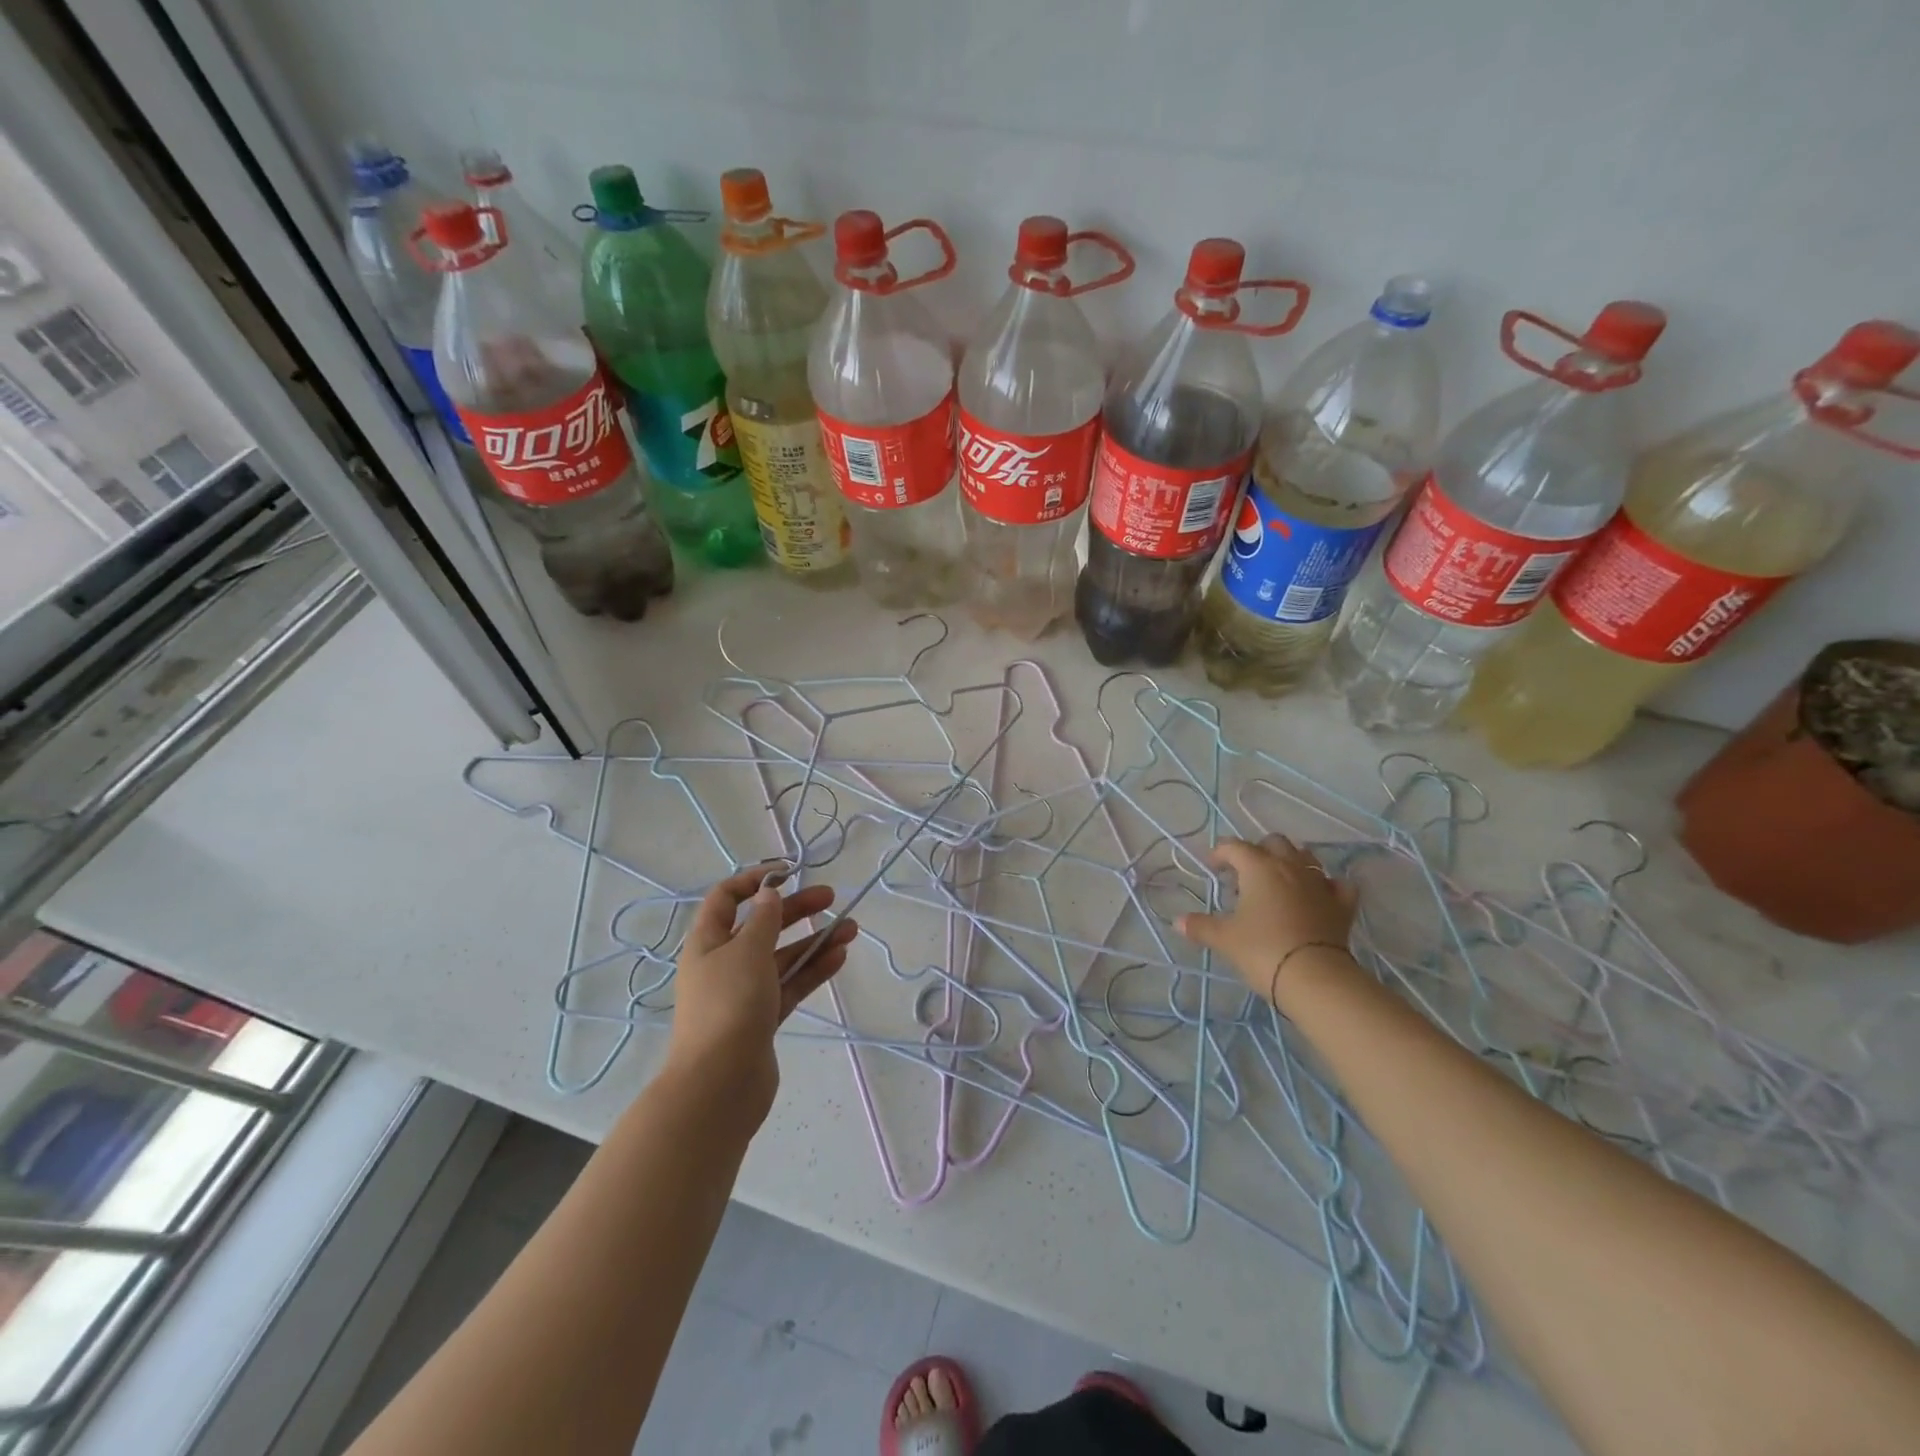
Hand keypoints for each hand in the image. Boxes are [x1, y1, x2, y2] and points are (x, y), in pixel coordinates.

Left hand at [665, 863, 858, 1128]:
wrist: (719, 1085)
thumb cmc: (729, 1006)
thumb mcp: (747, 952)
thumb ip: (764, 921)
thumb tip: (769, 895)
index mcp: (707, 942)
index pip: (726, 898)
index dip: (754, 881)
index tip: (789, 873)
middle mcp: (723, 963)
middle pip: (761, 926)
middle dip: (795, 909)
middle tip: (830, 897)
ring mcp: (743, 993)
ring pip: (782, 957)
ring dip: (813, 941)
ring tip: (851, 929)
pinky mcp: (762, 1019)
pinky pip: (790, 985)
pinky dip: (812, 970)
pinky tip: (839, 957)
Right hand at [1175, 836, 1358, 1003]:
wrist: (1315, 977)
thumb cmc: (1262, 949)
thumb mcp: (1224, 939)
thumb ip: (1200, 927)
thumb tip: (1177, 922)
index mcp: (1259, 867)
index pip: (1235, 847)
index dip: (1220, 853)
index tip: (1212, 867)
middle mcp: (1290, 867)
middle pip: (1274, 843)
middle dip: (1258, 851)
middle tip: (1245, 873)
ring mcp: (1320, 884)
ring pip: (1306, 857)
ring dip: (1291, 861)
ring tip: (1279, 880)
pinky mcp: (1342, 905)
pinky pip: (1338, 884)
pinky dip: (1328, 885)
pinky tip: (1320, 894)